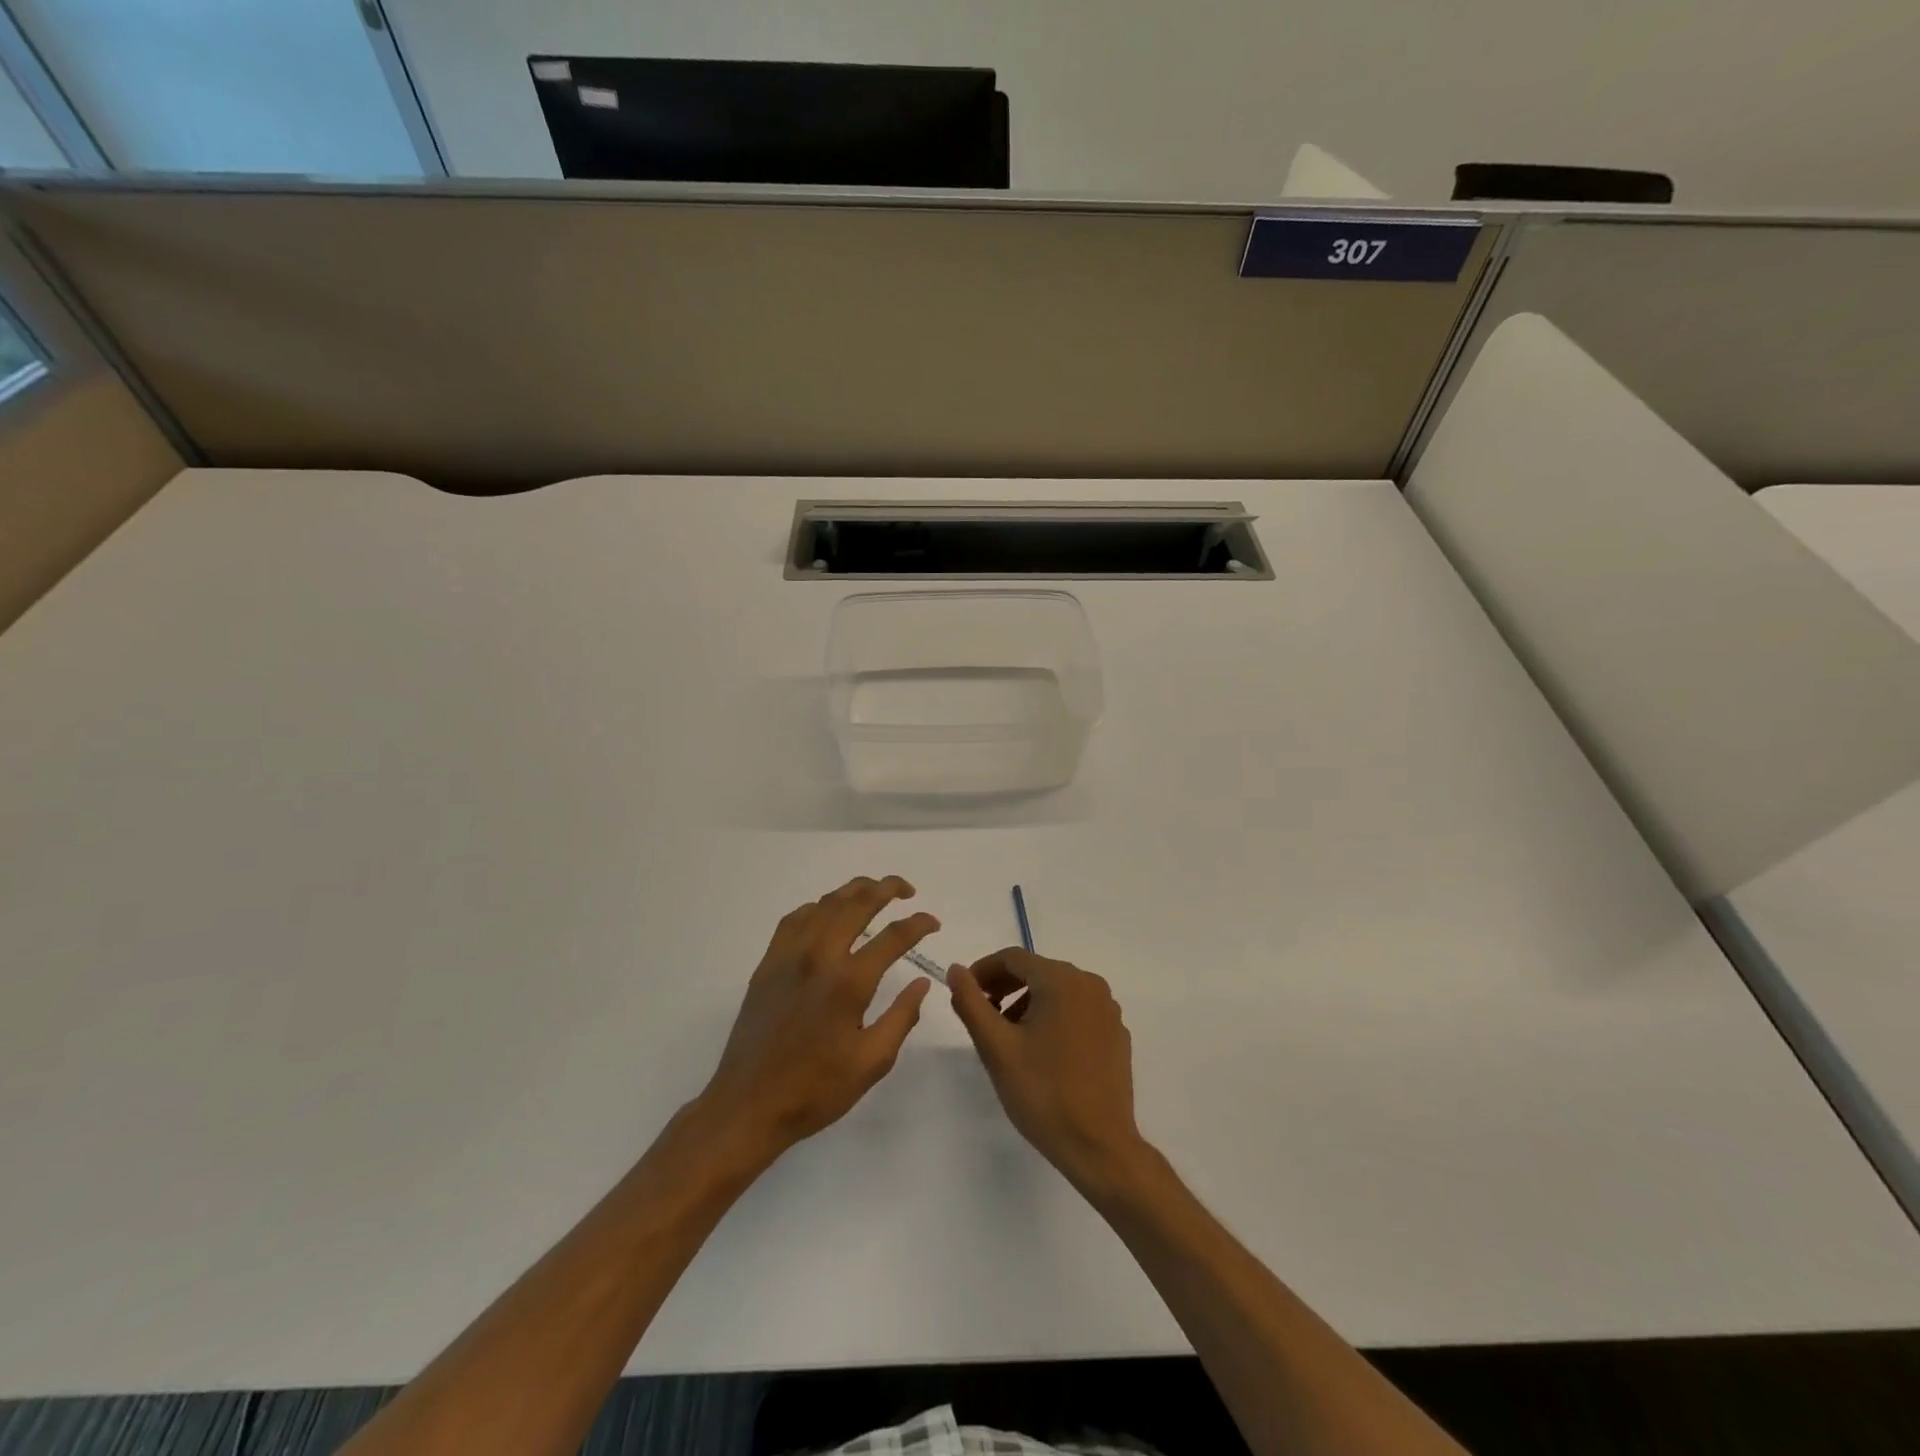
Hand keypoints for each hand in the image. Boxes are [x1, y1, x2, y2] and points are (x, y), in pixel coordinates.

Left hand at [695, 875, 937, 1163]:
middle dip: (887, 888)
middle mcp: (819, 956)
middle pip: (858, 903)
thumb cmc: (815, 1089)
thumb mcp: (872, 1062)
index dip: (919, 924)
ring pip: (826, 903)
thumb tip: (922, 983)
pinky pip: (795, 918)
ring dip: (854, 890)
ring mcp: (789, 955)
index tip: (934, 923)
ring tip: (874, 891)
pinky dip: (818, 906)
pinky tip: (828, 913)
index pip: (894, 936)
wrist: (748, 1105)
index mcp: (849, 982)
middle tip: (907, 890)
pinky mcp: (768, 963)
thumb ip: (902, 1017)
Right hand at [949, 948, 1150, 1196]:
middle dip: (1005, 987)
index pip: (1013, 958)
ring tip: (1008, 1035)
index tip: (965, 994)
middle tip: (982, 1014)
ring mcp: (1108, 1009)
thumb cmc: (1042, 1093)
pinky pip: (1077, 1010)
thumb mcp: (996, 1047)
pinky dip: (1054, 1017)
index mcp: (1062, 980)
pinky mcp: (1116, 1034)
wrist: (1099, 1146)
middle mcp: (1090, 984)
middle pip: (1037, 971)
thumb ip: (971, 1002)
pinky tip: (1042, 1050)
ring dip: (1028, 1002)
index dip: (983, 971)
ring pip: (1058, 990)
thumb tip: (956, 970)